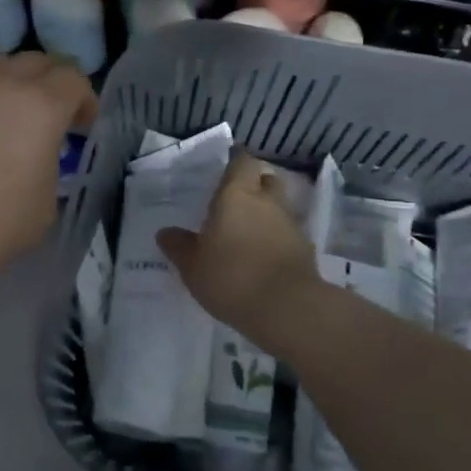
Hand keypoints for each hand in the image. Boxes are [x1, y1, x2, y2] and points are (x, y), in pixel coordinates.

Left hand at [0, 53, 97, 291]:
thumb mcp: (43, 209)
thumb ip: (49, 169)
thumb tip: (36, 158)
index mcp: (39, 107)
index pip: (74, 79)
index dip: (85, 100)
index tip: (83, 126)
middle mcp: (0, 86)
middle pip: (36, 61)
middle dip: (52, 83)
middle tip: (53, 116)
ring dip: (13, 83)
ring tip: (11, 117)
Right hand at [158, 152, 316, 329]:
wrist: (288, 309)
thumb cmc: (231, 277)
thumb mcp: (192, 266)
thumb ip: (179, 246)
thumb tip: (166, 233)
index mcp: (236, 195)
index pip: (241, 162)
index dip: (235, 161)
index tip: (227, 165)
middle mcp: (267, 202)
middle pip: (266, 180)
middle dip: (255, 184)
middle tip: (237, 198)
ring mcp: (290, 225)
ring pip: (279, 207)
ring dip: (266, 213)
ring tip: (248, 231)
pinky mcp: (305, 250)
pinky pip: (287, 234)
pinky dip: (276, 238)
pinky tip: (263, 256)